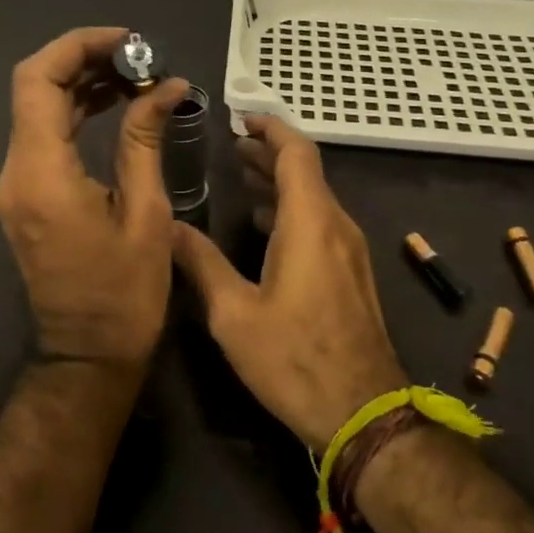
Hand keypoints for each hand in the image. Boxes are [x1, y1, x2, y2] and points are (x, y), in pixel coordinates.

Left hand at [0, 26, 190, 370]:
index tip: (128, 40)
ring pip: (37, 110)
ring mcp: (15, 185)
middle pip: (34, 88)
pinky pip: (44, 137)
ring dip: (81, 84)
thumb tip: (166, 86)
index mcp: (42, 174)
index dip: (78, 47)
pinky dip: (76, 113)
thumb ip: (145, 140)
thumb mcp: (146, 213)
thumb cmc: (125, 295)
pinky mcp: (26, 196)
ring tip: (136, 75)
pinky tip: (115, 105)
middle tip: (140, 56)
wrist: (87, 356)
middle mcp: (16, 172)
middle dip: (84, 60)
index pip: (38, 81)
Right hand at [171, 117, 407, 451]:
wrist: (364, 415)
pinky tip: (265, 226)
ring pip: (315, 198)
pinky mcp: (353, 275)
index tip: (241, 118)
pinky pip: (322, 223)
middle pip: (306, 172)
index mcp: (310, 224)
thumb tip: (168, 225)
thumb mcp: (234, 314)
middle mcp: (337, 227)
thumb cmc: (294, 360)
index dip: (270, 128)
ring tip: (242, 178)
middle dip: (269, 154)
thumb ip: (201, 263)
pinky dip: (292, 210)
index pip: (296, 153)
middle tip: (232, 146)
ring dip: (280, 183)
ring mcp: (351, 252)